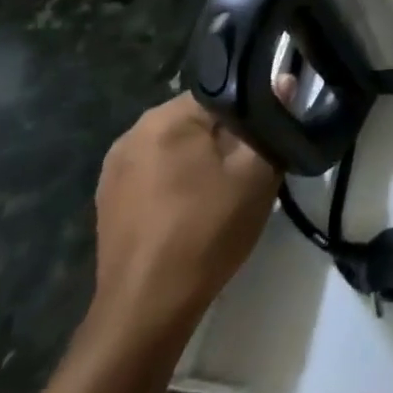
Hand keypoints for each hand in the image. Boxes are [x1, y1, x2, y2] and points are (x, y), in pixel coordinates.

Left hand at [90, 94, 281, 347]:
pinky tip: (195, 209)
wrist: (146, 311)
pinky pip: (156, 173)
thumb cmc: (206, 232)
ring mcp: (114, 170)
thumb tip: (284, 80)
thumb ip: (270, 123)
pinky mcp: (108, 201)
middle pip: (197, 119)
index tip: (269, 137)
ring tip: (226, 190)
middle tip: (252, 167)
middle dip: (226, 136)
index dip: (252, 111)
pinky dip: (179, 182)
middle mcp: (132, 133)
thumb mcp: (256, 173)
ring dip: (202, 160)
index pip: (221, 92)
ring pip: (176, 147)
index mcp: (164, 118)